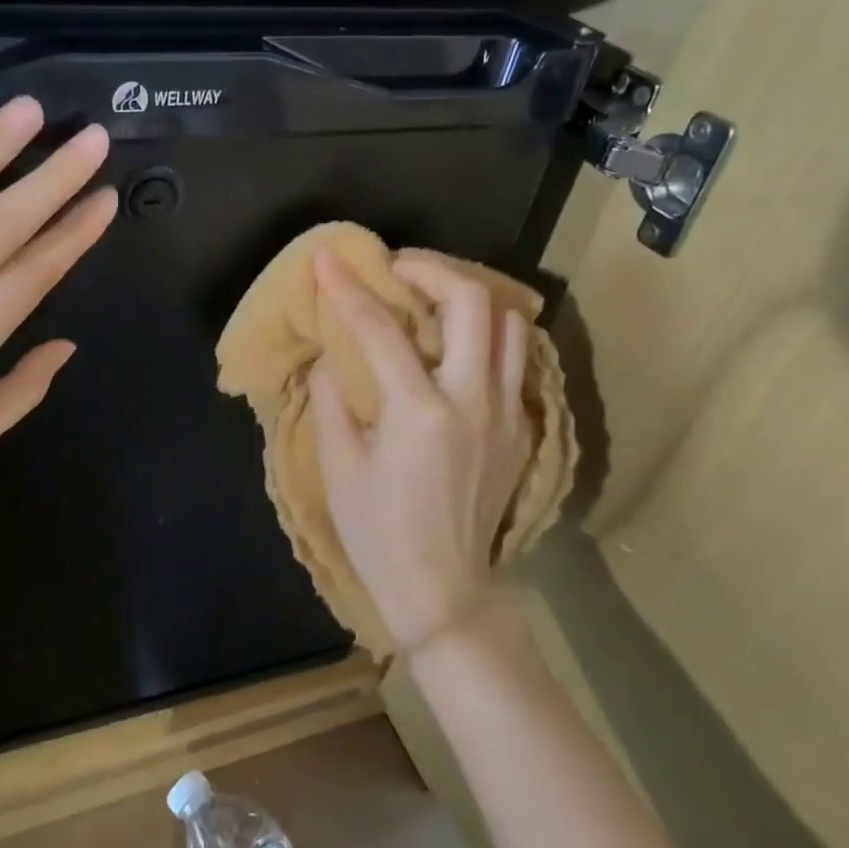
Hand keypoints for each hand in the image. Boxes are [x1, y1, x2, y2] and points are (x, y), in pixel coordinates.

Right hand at [308, 249, 531, 652]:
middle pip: (471, 302)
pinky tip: (453, 345)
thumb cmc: (378, 532)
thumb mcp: (338, 466)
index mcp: (418, 412)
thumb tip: (331, 355)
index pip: (381, 328)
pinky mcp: (521, 427)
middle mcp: (474, 401)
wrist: (443, 589)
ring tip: (428, 301)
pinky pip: (513, 358)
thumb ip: (332, 399)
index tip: (328, 258)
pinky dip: (485, 334)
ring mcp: (507, 413)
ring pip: (508, 323)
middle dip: (431, 270)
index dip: (348, 287)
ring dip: (466, 298)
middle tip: (396, 270)